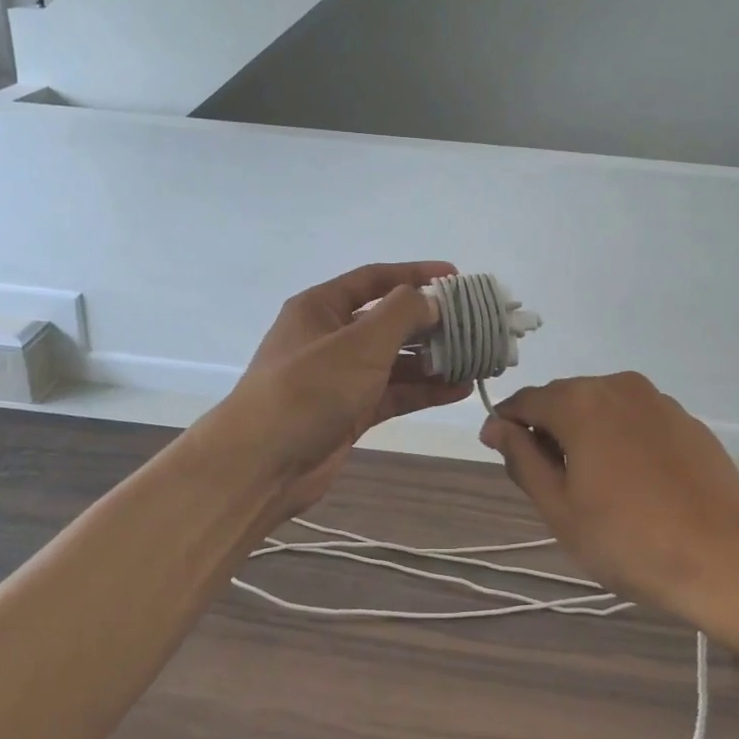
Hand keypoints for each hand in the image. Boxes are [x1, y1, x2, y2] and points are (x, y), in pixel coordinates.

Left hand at [231, 263, 472, 512]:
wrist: (262, 463)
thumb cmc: (309, 388)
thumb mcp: (359, 342)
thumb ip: (401, 314)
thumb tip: (430, 301)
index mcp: (321, 307)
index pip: (374, 279)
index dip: (415, 274)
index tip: (456, 277)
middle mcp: (330, 337)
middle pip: (388, 320)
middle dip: (430, 322)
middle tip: (474, 325)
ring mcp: (339, 377)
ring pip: (394, 360)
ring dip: (432, 359)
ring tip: (476, 359)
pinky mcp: (348, 412)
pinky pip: (392, 393)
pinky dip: (422, 390)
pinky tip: (458, 389)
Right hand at [479, 373, 738, 632]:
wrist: (729, 563)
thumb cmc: (630, 541)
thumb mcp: (559, 508)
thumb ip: (521, 458)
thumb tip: (495, 425)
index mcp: (579, 402)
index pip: (525, 401)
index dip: (507, 426)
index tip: (503, 457)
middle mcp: (617, 386)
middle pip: (564, 399)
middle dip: (548, 431)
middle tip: (551, 484)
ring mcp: (658, 400)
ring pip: (601, 408)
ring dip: (586, 435)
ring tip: (595, 487)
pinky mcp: (687, 421)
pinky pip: (636, 419)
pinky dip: (621, 440)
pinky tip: (634, 484)